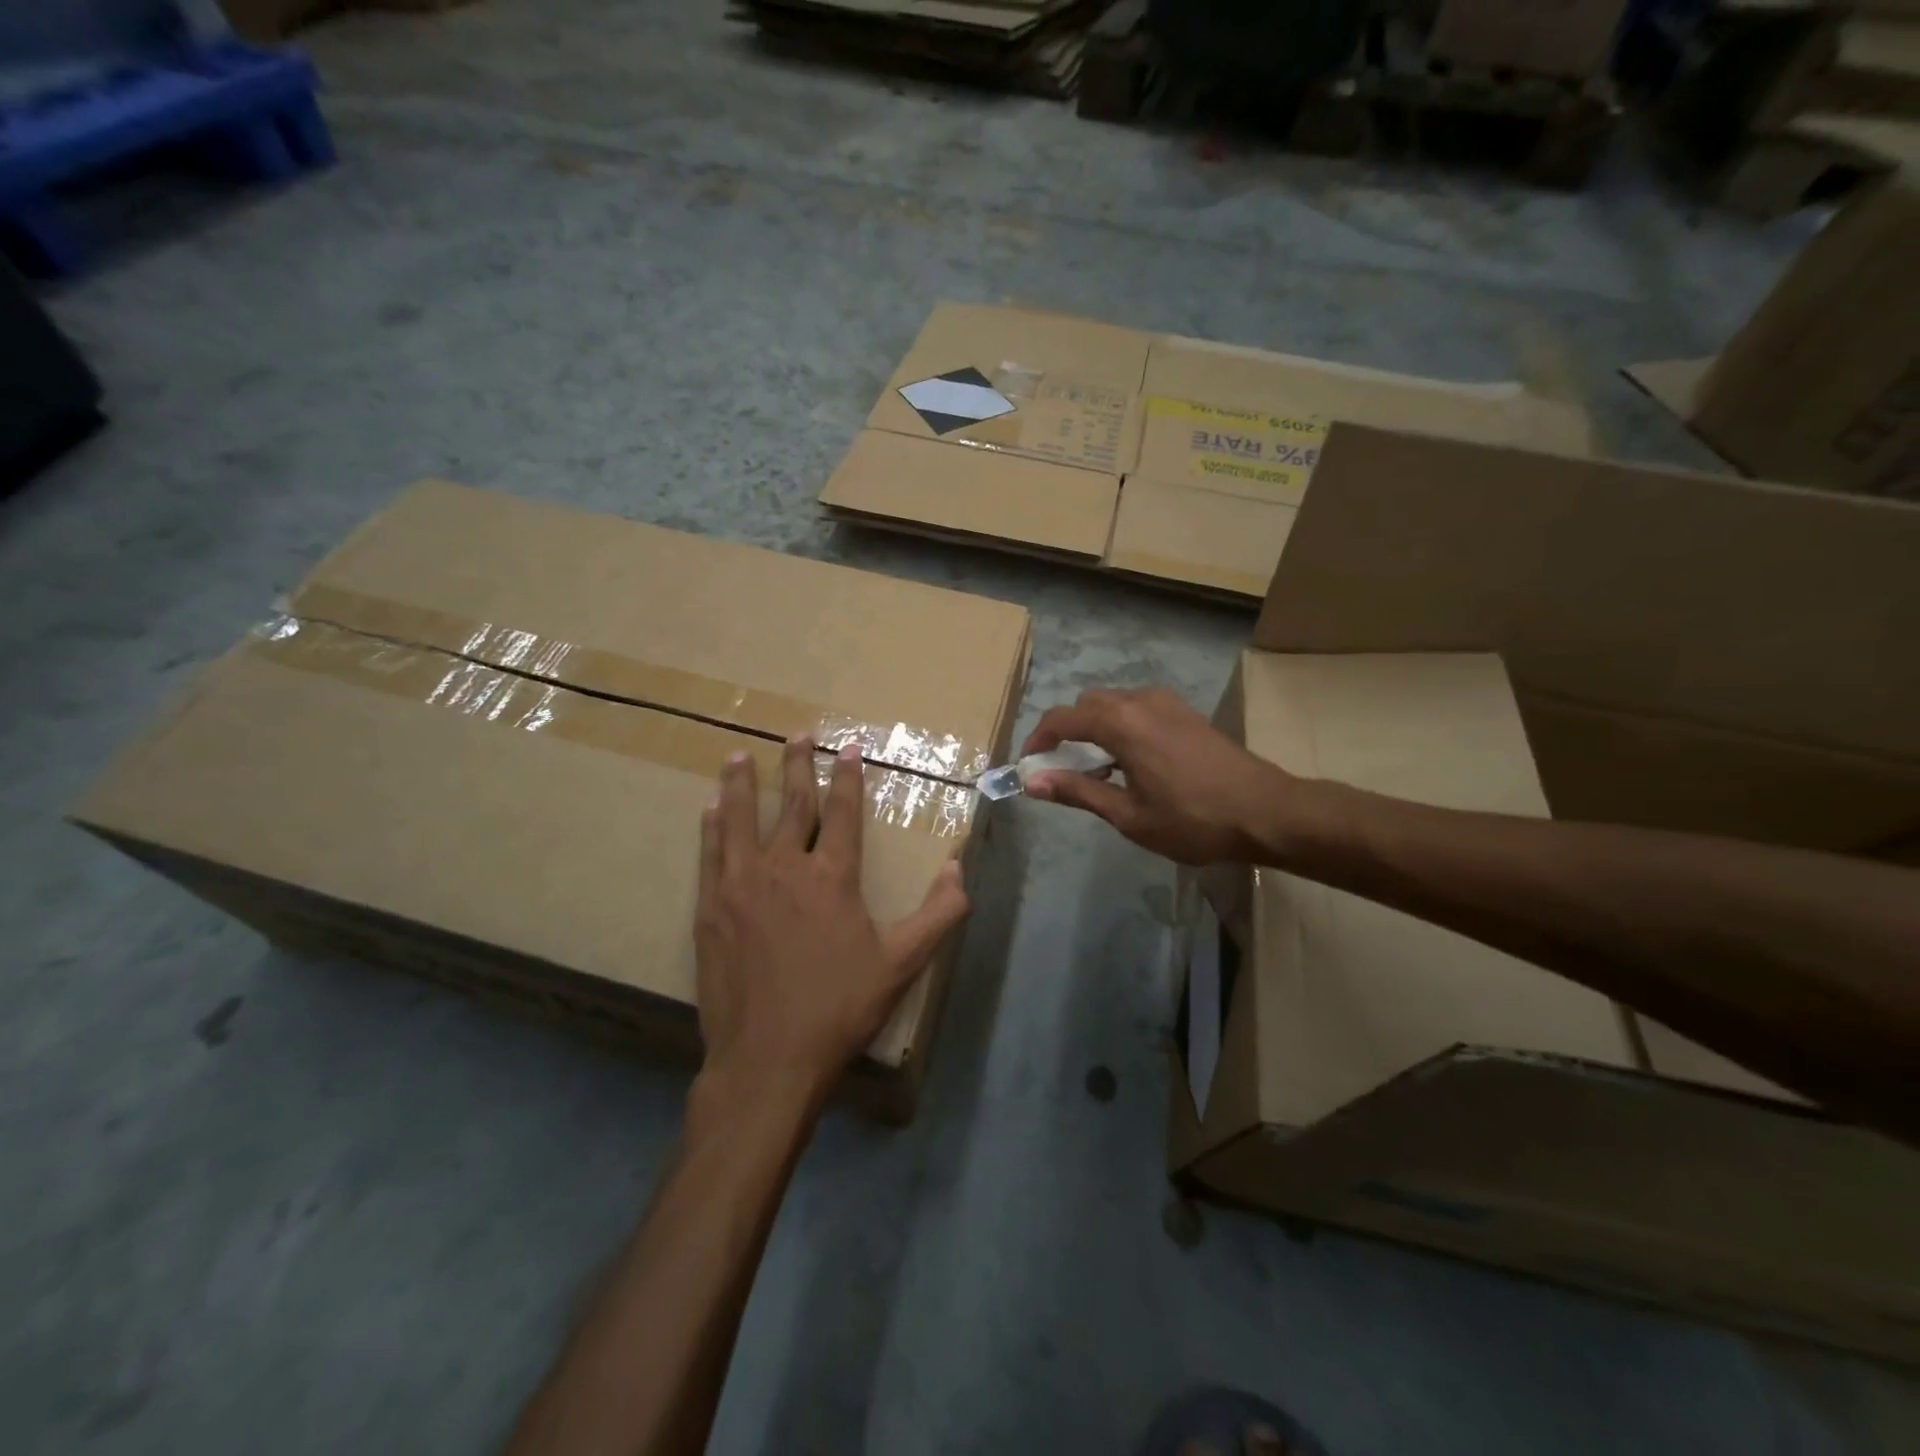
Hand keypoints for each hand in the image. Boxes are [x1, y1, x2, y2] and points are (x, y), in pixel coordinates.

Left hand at [694, 738, 970, 1106]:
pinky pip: (711, 854)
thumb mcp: (902, 964)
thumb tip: (958, 868)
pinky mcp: (711, 910)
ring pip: (741, 820)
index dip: (848, 778)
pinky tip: (709, 810)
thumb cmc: (840, 1007)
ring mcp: (741, 886)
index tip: (848, 748)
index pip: (844, 813)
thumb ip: (938, 914)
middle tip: (797, 735)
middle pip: (793, 805)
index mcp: (832, 877)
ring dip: (742, 785)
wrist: (768, 1058)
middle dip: (797, 766)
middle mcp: (785, 868)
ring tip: (737, 755)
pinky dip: (712, 828)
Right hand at [1021, 688, 1293, 864]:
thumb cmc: (1193, 820)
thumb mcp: (1128, 815)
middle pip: (1086, 705)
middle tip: (1066, 772)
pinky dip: (1121, 727)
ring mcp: (1167, 703)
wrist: (1267, 810)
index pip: (1062, 718)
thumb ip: (1078, 792)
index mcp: (1121, 723)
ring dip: (1095, 729)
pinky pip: (1137, 708)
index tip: (1030, 765)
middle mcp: (1140, 701)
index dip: (1038, 739)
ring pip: (1113, 704)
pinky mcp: (1185, 712)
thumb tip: (1032, 782)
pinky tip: (1132, 763)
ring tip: (1100, 772)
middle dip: (1067, 733)